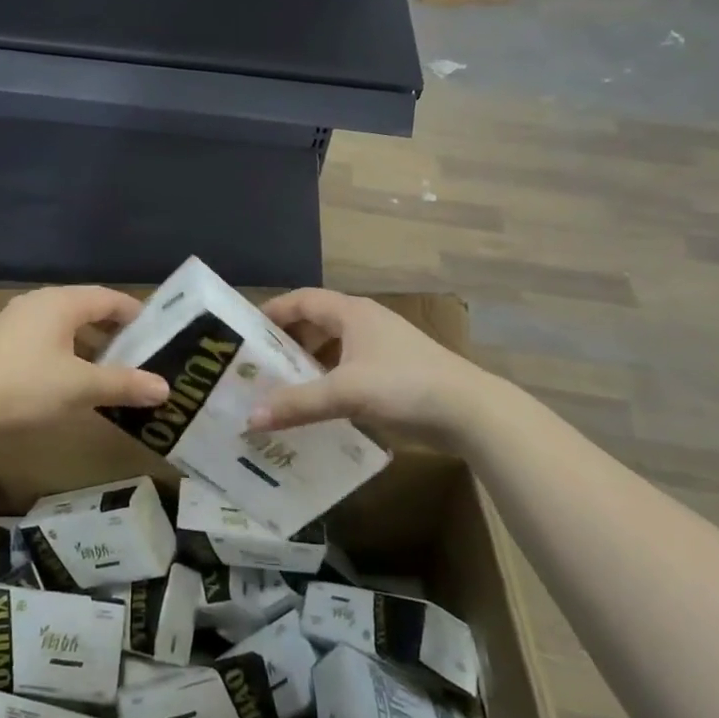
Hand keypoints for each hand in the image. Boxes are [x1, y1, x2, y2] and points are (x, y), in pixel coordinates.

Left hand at [0, 285, 168, 436]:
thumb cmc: (27, 387)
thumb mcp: (81, 387)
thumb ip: (123, 384)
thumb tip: (165, 388)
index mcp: (61, 302)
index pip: (108, 297)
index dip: (134, 312)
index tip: (155, 330)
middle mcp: (38, 302)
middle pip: (85, 306)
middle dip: (111, 327)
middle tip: (135, 349)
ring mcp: (14, 320)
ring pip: (62, 323)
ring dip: (86, 341)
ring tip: (104, 366)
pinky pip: (42, 336)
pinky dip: (63, 349)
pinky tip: (66, 375)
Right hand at [248, 288, 491, 448]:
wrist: (471, 412)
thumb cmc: (405, 386)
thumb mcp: (345, 393)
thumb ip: (298, 404)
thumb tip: (250, 418)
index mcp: (352, 313)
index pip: (303, 299)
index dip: (274, 311)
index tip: (246, 330)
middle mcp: (366, 322)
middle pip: (317, 322)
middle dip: (288, 341)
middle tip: (259, 363)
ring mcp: (383, 347)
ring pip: (335, 348)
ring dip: (309, 363)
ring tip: (282, 386)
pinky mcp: (395, 372)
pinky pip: (350, 368)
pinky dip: (330, 380)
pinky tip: (320, 405)